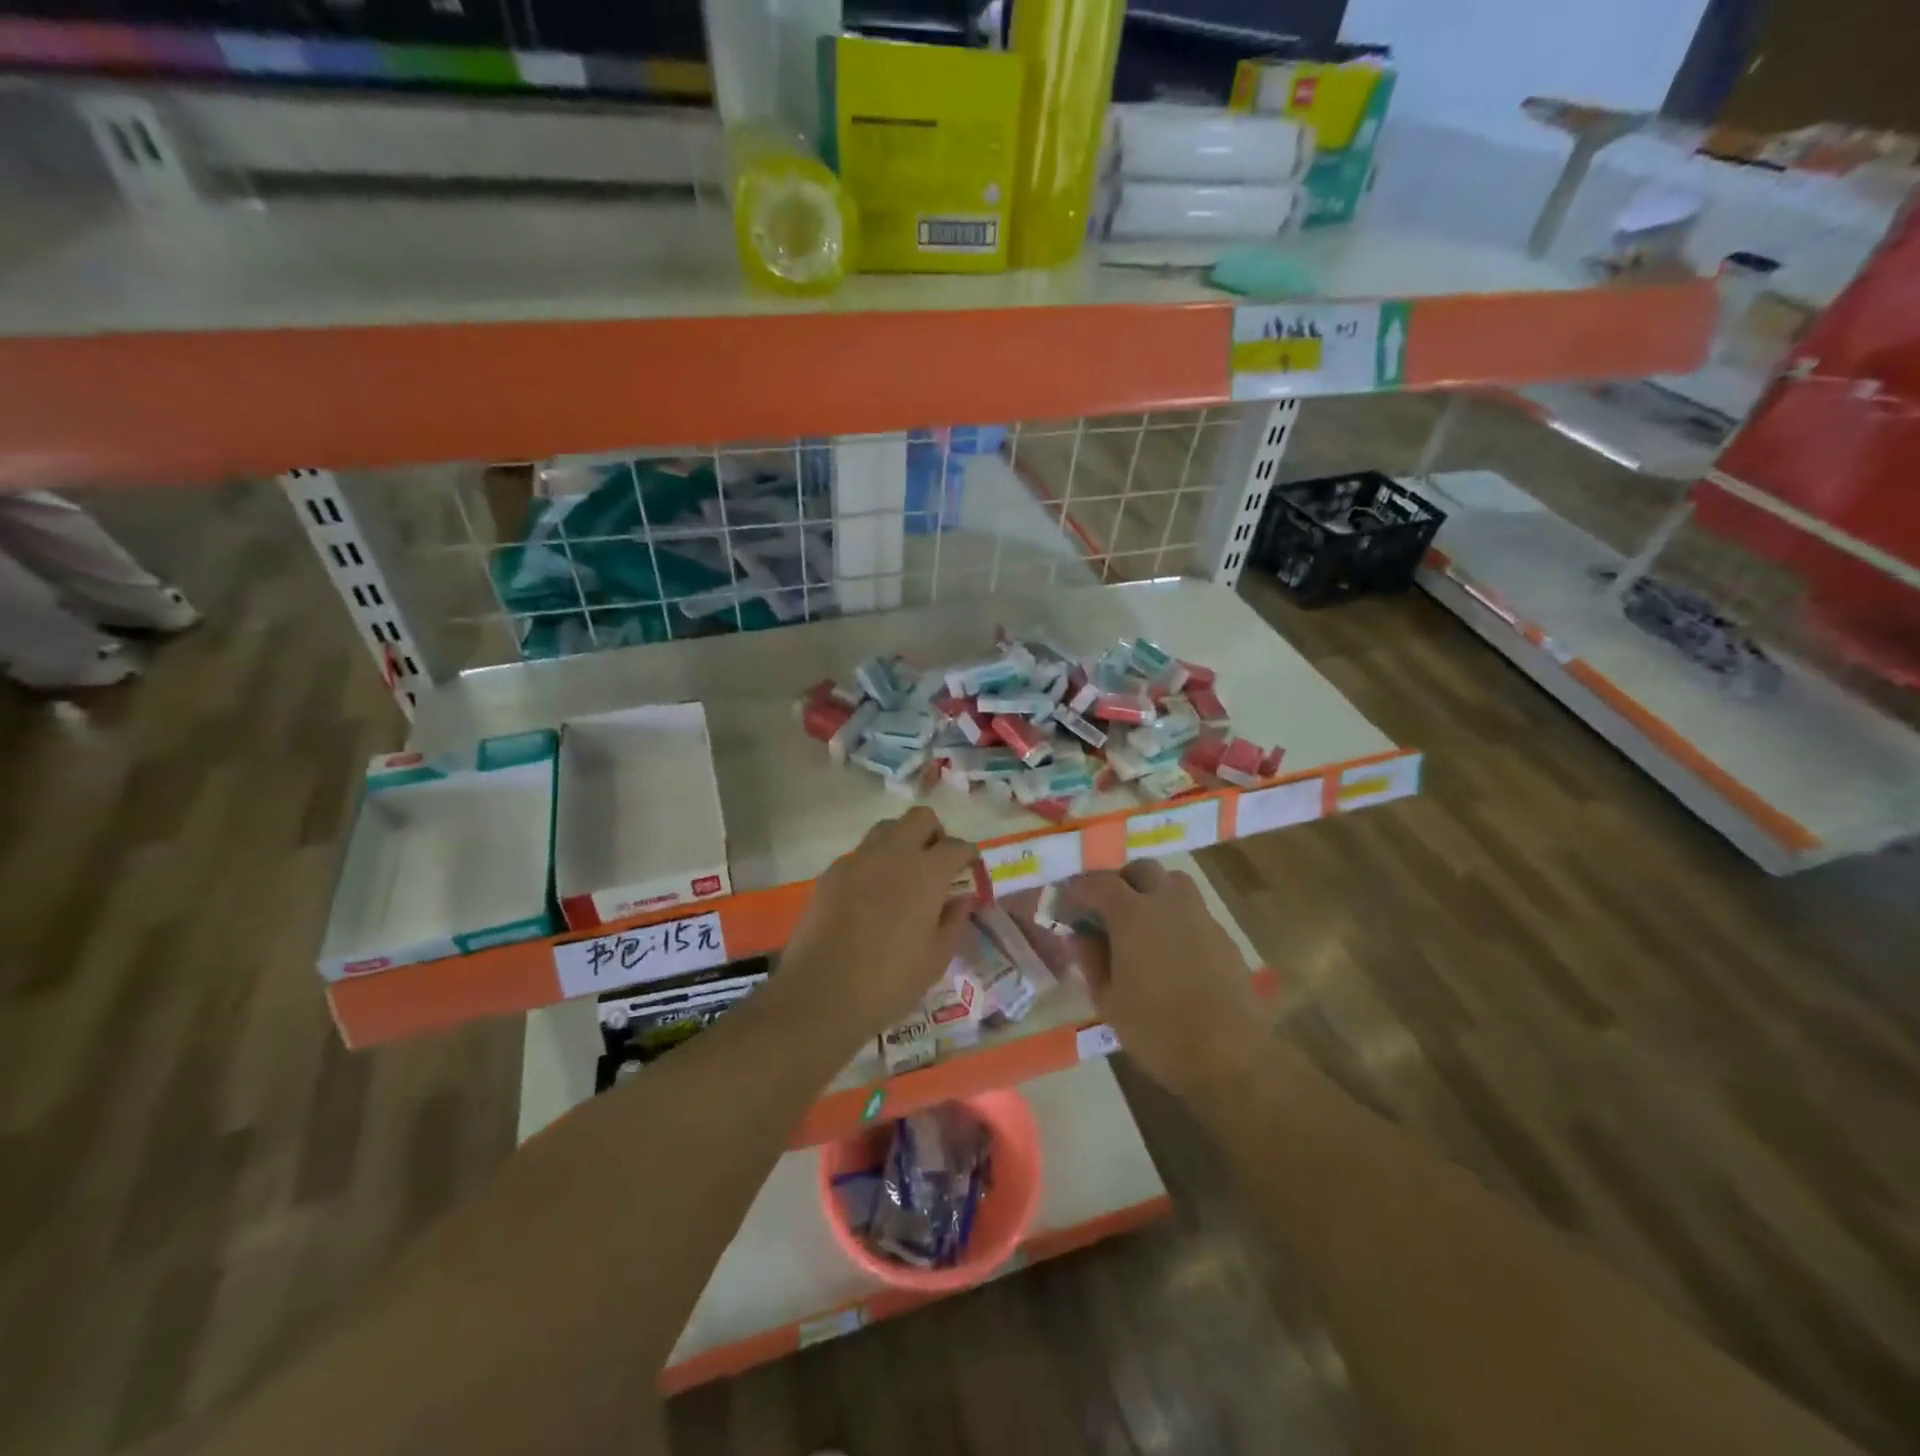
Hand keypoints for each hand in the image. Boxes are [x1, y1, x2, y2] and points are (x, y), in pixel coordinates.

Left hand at [783, 807, 977, 1038]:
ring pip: (887, 828)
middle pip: (921, 818)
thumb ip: (953, 921)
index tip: (970, 870)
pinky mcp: (831, 874)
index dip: (968, 856)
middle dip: (935, 833)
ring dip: (902, 841)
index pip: (957, 846)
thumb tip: (961, 899)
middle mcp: (893, 854)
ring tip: (904, 876)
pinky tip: (871, 896)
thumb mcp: (935, 959)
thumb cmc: (888, 983)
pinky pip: (860, 854)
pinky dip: (874, 863)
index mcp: (927, 873)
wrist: (819, 995)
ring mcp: (857, 860)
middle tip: (936, 864)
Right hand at [1064, 860, 1265, 1102]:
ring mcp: (1200, 916)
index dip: (1079, 888)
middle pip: (1142, 869)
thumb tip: (1080, 934)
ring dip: (1152, 890)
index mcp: (1133, 914)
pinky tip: (1170, 949)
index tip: (1066, 901)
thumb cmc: (1156, 1030)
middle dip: (1120, 881)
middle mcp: (1168, 902)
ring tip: (1140, 922)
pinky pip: (1193, 910)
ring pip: (1173, 882)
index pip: (1098, 882)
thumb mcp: (1107, 999)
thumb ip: (1090, 958)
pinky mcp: (1223, 936)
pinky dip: (1175, 916)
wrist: (1229, 1056)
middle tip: (1105, 908)